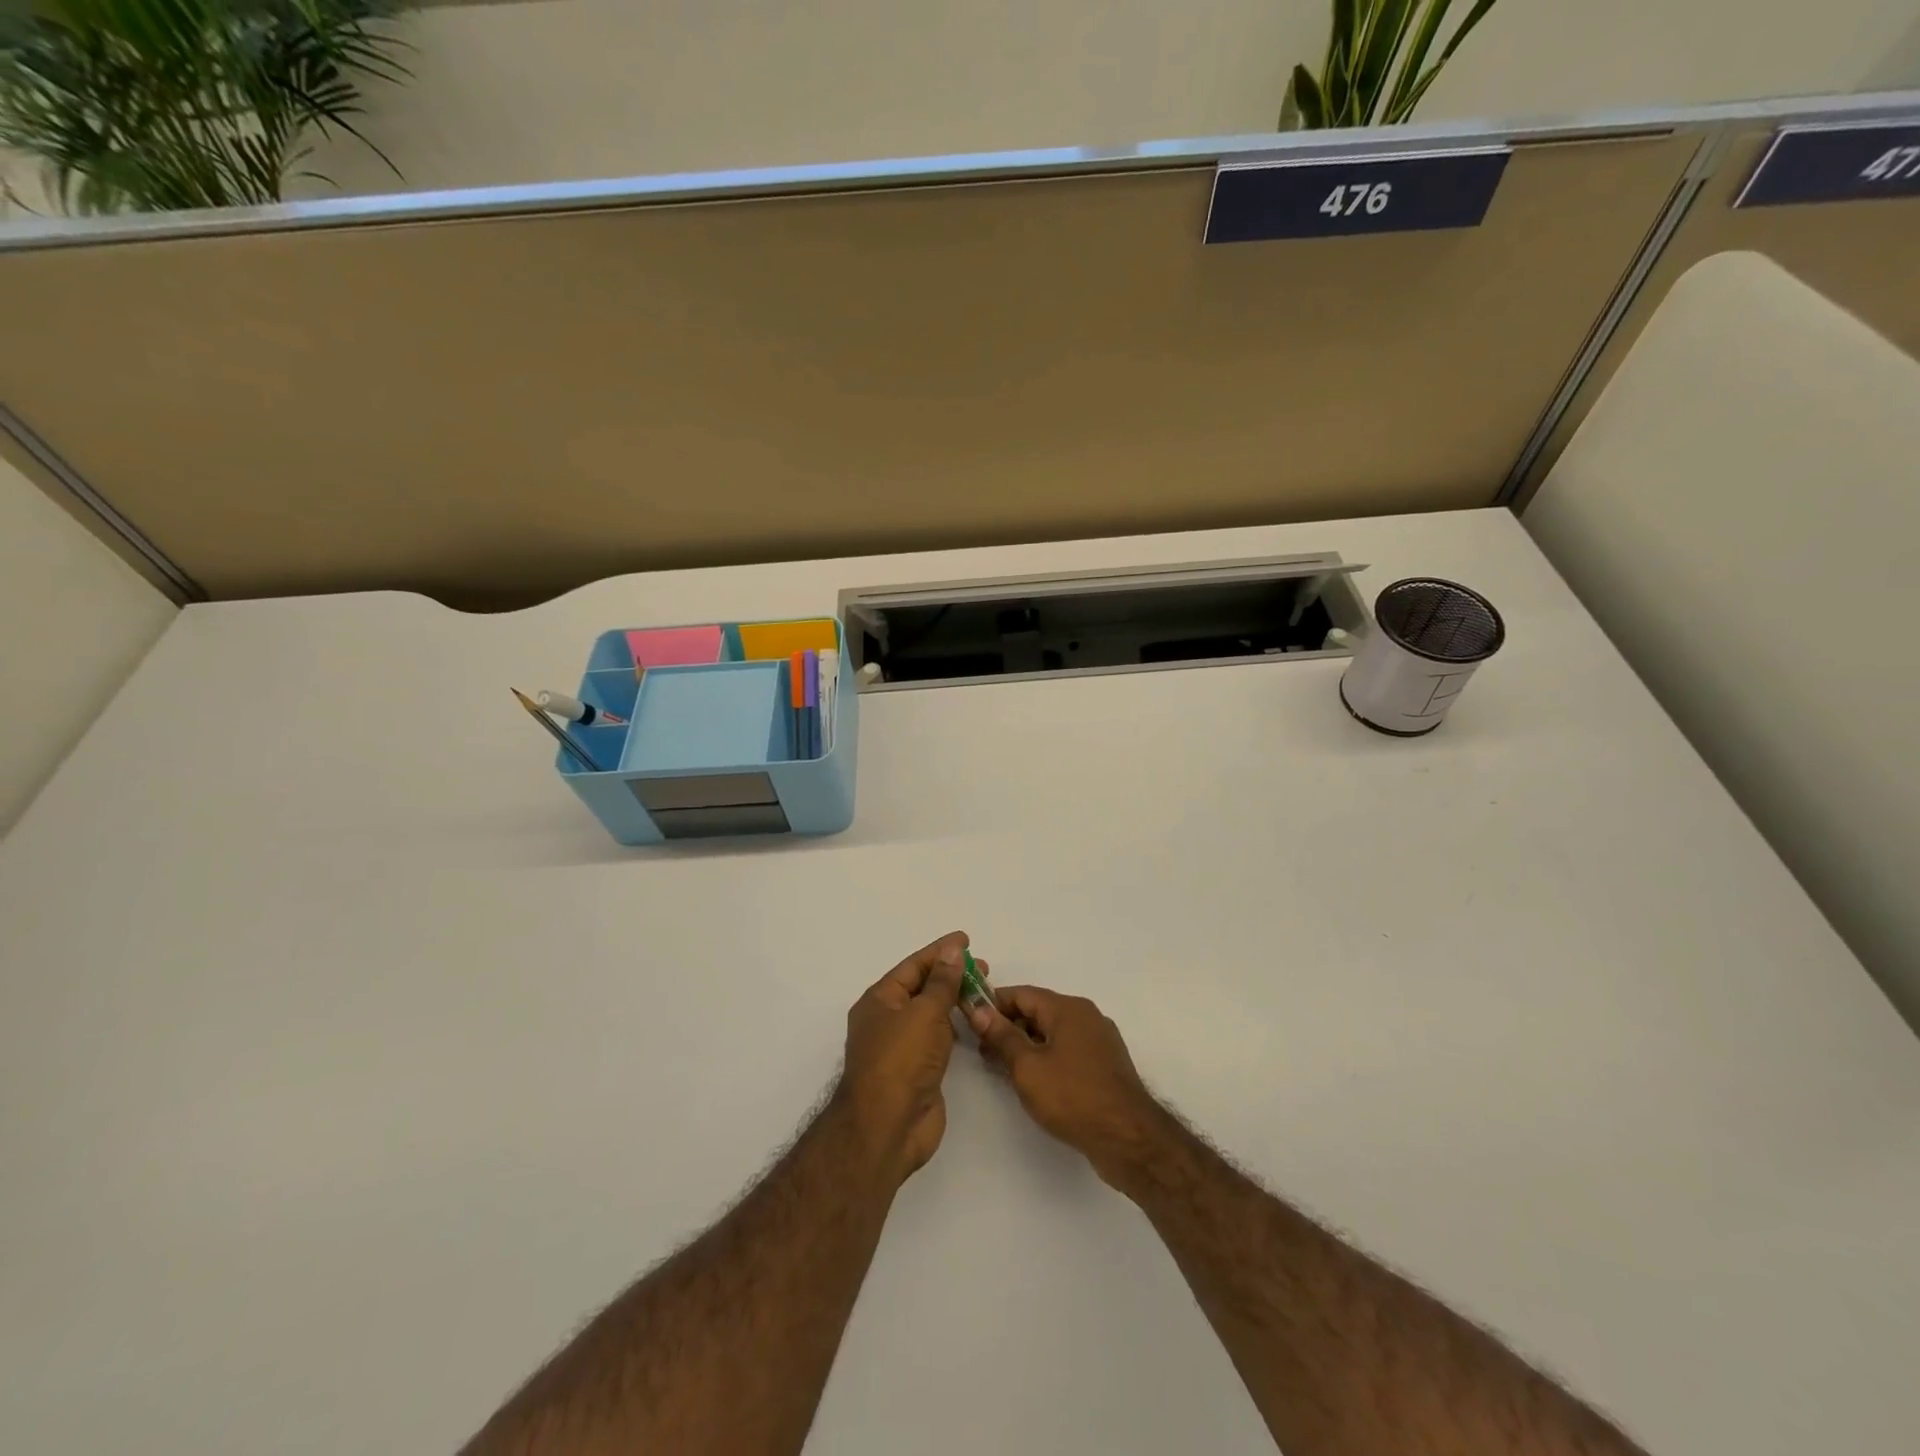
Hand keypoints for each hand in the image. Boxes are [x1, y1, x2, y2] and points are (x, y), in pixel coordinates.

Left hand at [837, 932, 972, 1183]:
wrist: (888, 1128)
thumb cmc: (901, 1061)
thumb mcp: (924, 1013)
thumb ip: (942, 982)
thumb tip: (951, 951)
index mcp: (880, 1000)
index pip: (914, 966)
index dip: (940, 951)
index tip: (966, 940)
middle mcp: (888, 1020)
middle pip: (922, 988)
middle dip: (951, 975)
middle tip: (983, 968)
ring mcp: (902, 1047)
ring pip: (931, 1013)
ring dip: (954, 1000)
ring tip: (984, 991)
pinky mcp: (918, 1070)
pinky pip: (938, 1038)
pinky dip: (955, 1026)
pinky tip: (973, 1021)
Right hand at [968, 986, 1161, 1187]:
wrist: (1128, 1138)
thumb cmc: (1072, 1097)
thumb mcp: (1027, 1067)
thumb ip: (1002, 1036)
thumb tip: (979, 1009)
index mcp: (1068, 1008)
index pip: (1022, 993)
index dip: (993, 1004)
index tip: (970, 1020)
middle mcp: (1086, 1016)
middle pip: (1039, 1011)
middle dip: (1009, 1027)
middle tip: (983, 1051)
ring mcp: (1099, 1040)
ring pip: (1053, 1033)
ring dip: (1027, 1045)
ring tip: (1003, 1069)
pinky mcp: (1105, 1065)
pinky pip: (1068, 1050)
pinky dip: (1047, 1058)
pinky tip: (1034, 1081)